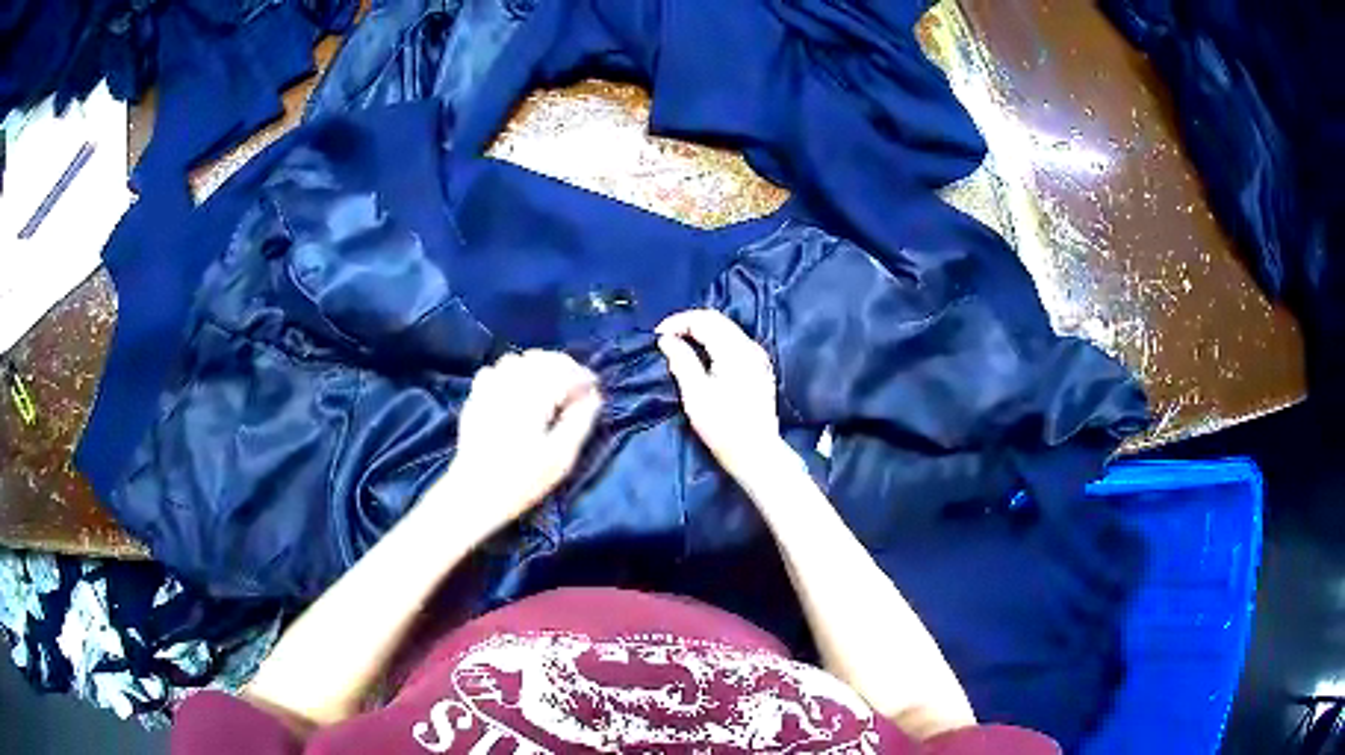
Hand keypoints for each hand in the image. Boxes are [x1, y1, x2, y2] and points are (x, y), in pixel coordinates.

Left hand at [444, 350, 601, 531]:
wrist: (474, 493)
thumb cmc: (522, 480)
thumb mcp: (560, 458)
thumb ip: (580, 423)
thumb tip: (593, 397)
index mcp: (533, 397)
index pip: (564, 372)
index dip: (584, 377)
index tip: (594, 391)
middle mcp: (510, 384)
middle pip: (541, 359)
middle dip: (562, 368)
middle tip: (575, 388)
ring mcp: (488, 389)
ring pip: (516, 360)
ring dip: (536, 367)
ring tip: (548, 386)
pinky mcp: (475, 399)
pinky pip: (493, 371)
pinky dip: (509, 374)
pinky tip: (516, 391)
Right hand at [656, 309, 786, 482]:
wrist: (756, 453)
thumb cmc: (723, 427)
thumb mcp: (696, 395)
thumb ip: (681, 361)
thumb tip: (667, 340)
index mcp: (735, 350)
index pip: (704, 319)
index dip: (677, 322)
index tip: (657, 336)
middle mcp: (750, 347)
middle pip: (717, 320)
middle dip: (688, 324)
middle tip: (665, 339)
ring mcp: (758, 357)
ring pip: (726, 330)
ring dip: (701, 332)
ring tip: (679, 346)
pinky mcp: (760, 369)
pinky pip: (734, 343)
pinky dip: (714, 342)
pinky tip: (701, 357)